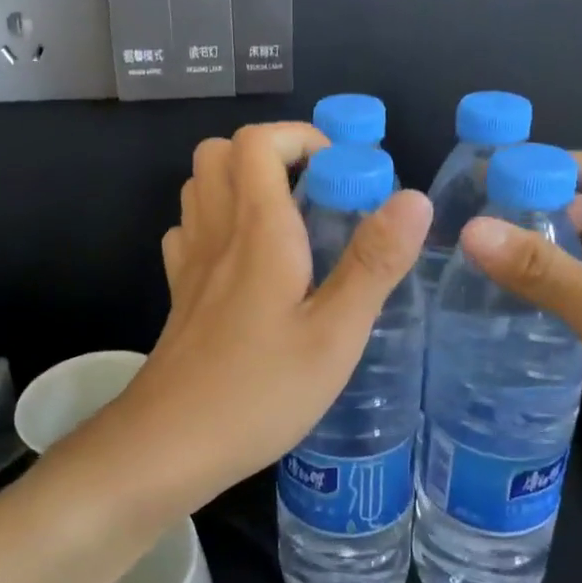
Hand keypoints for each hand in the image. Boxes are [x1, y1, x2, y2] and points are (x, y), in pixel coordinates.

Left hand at [103, 123, 431, 516]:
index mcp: (257, 230)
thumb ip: (373, 263)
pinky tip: (246, 260)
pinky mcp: (179, 293)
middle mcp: (216, 232)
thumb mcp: (335, 335)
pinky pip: (189, 230)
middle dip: (269, 153)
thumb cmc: (260, 391)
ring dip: (241, 183)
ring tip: (287, 221)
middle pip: (219, 152)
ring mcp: (189, 262)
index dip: (300, 138)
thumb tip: (412, 197)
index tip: (341, 172)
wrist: (169, 444)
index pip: (258, 142)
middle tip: (314, 191)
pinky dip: (216, 222)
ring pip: (199, 187)